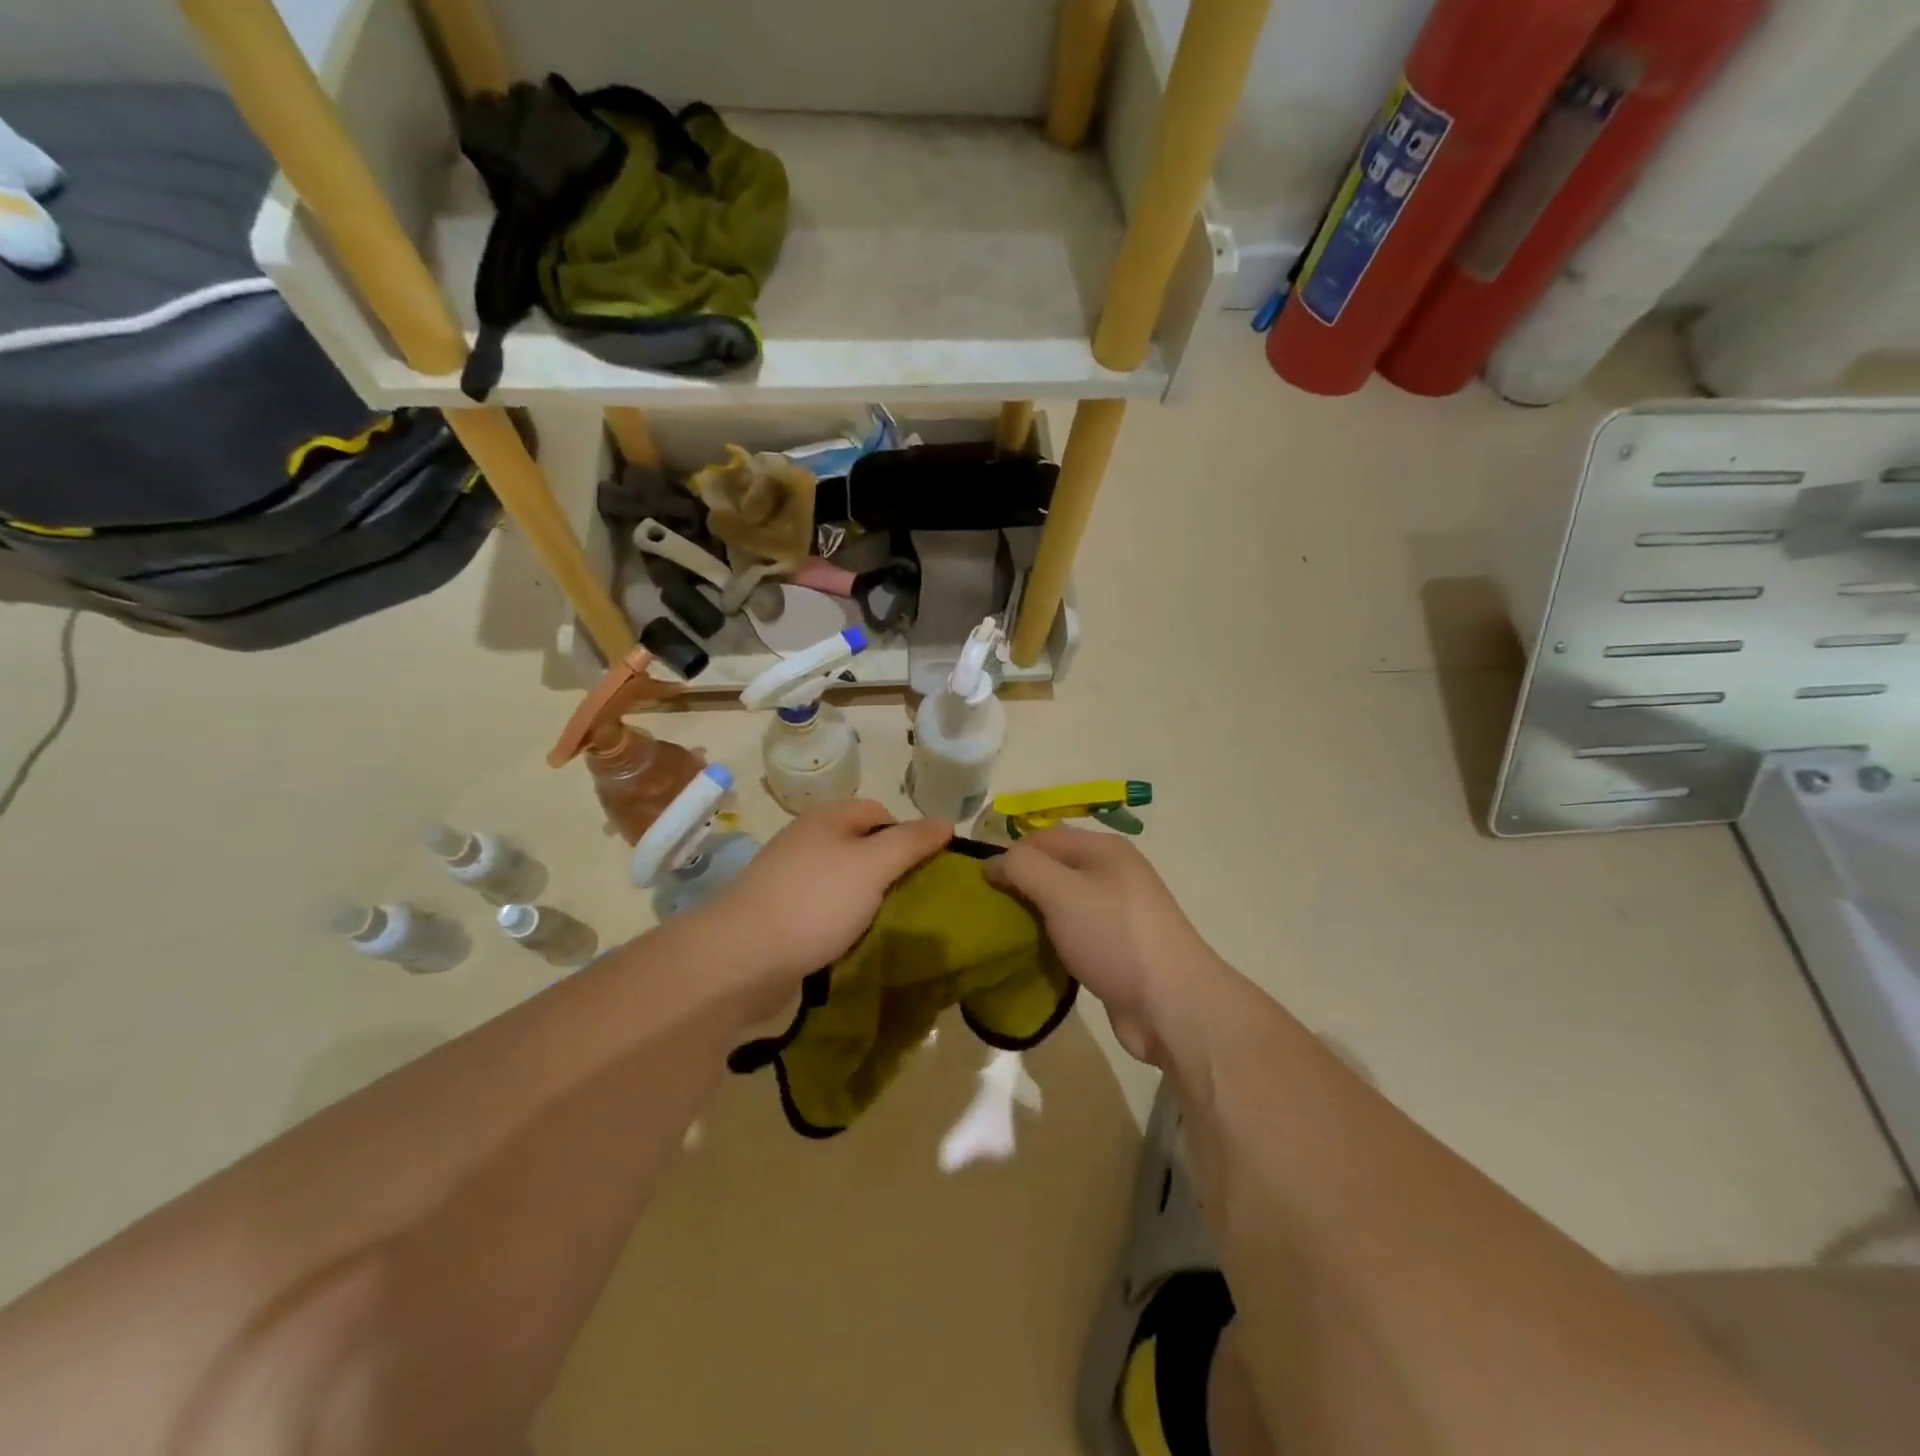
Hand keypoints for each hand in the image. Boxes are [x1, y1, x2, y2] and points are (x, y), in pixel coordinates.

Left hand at [695, 800, 951, 1002]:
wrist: (741, 957)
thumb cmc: (815, 902)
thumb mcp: (873, 865)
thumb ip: (911, 842)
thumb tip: (947, 820)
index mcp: (827, 819)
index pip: (879, 812)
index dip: (907, 835)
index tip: (925, 869)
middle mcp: (806, 840)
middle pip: (861, 846)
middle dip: (889, 871)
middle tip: (913, 900)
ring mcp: (789, 878)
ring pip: (843, 880)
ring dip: (867, 900)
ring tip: (886, 924)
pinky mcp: (780, 913)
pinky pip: (823, 909)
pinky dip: (842, 921)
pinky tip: (852, 941)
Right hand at [985, 828, 1220, 1065]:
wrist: (1171, 1004)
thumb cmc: (1113, 936)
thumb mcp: (1060, 892)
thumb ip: (1022, 868)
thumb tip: (992, 863)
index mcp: (1103, 849)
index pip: (1042, 837)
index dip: (1009, 855)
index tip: (981, 886)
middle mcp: (1112, 873)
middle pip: (1052, 869)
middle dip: (1020, 886)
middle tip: (990, 913)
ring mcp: (1117, 912)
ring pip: (1061, 903)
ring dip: (1035, 916)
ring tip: (1007, 935)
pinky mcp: (1116, 948)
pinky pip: (1074, 933)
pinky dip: (1053, 941)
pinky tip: (1036, 956)